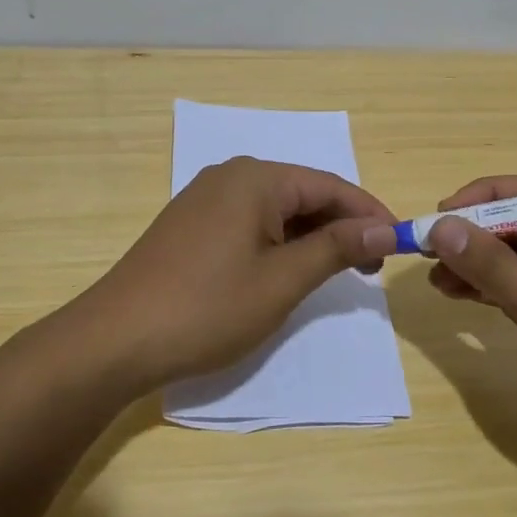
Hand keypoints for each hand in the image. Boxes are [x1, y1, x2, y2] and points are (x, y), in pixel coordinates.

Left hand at [67, 157, 397, 393]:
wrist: (116, 339)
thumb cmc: (208, 308)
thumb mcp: (282, 280)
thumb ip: (336, 248)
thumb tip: (385, 227)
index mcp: (255, 179)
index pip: (330, 185)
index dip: (369, 213)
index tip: (400, 244)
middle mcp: (230, 177)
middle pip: (303, 194)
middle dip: (341, 227)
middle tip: (372, 267)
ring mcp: (205, 200)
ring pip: (276, 210)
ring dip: (311, 238)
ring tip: (339, 273)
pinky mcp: (191, 225)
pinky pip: (249, 223)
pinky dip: (278, 243)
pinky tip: (289, 271)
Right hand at [426, 175, 516, 486]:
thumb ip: (494, 267)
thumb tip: (440, 226)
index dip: (484, 199)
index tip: (439, 215)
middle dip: (474, 235)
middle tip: (426, 248)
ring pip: (514, 258)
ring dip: (474, 263)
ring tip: (433, 277)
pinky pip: (515, 287)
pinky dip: (485, 288)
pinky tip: (453, 292)